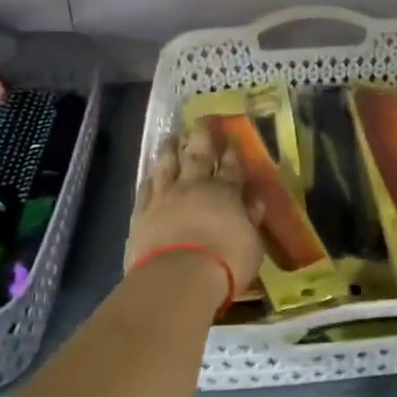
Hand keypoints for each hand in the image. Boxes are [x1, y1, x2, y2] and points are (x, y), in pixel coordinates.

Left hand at [126, 124, 264, 298]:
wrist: (178, 276)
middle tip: (201, 120)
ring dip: (170, 148)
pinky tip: (150, 171)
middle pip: (198, 155)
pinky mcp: (142, 212)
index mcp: (226, 193)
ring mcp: (165, 197)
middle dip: (202, 136)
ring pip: (167, 164)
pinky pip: (146, 187)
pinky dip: (150, 176)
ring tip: (171, 136)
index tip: (230, 139)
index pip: (231, 167)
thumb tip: (255, 202)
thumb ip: (251, 220)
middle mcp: (194, 187)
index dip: (232, 152)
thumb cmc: (225, 263)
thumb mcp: (252, 244)